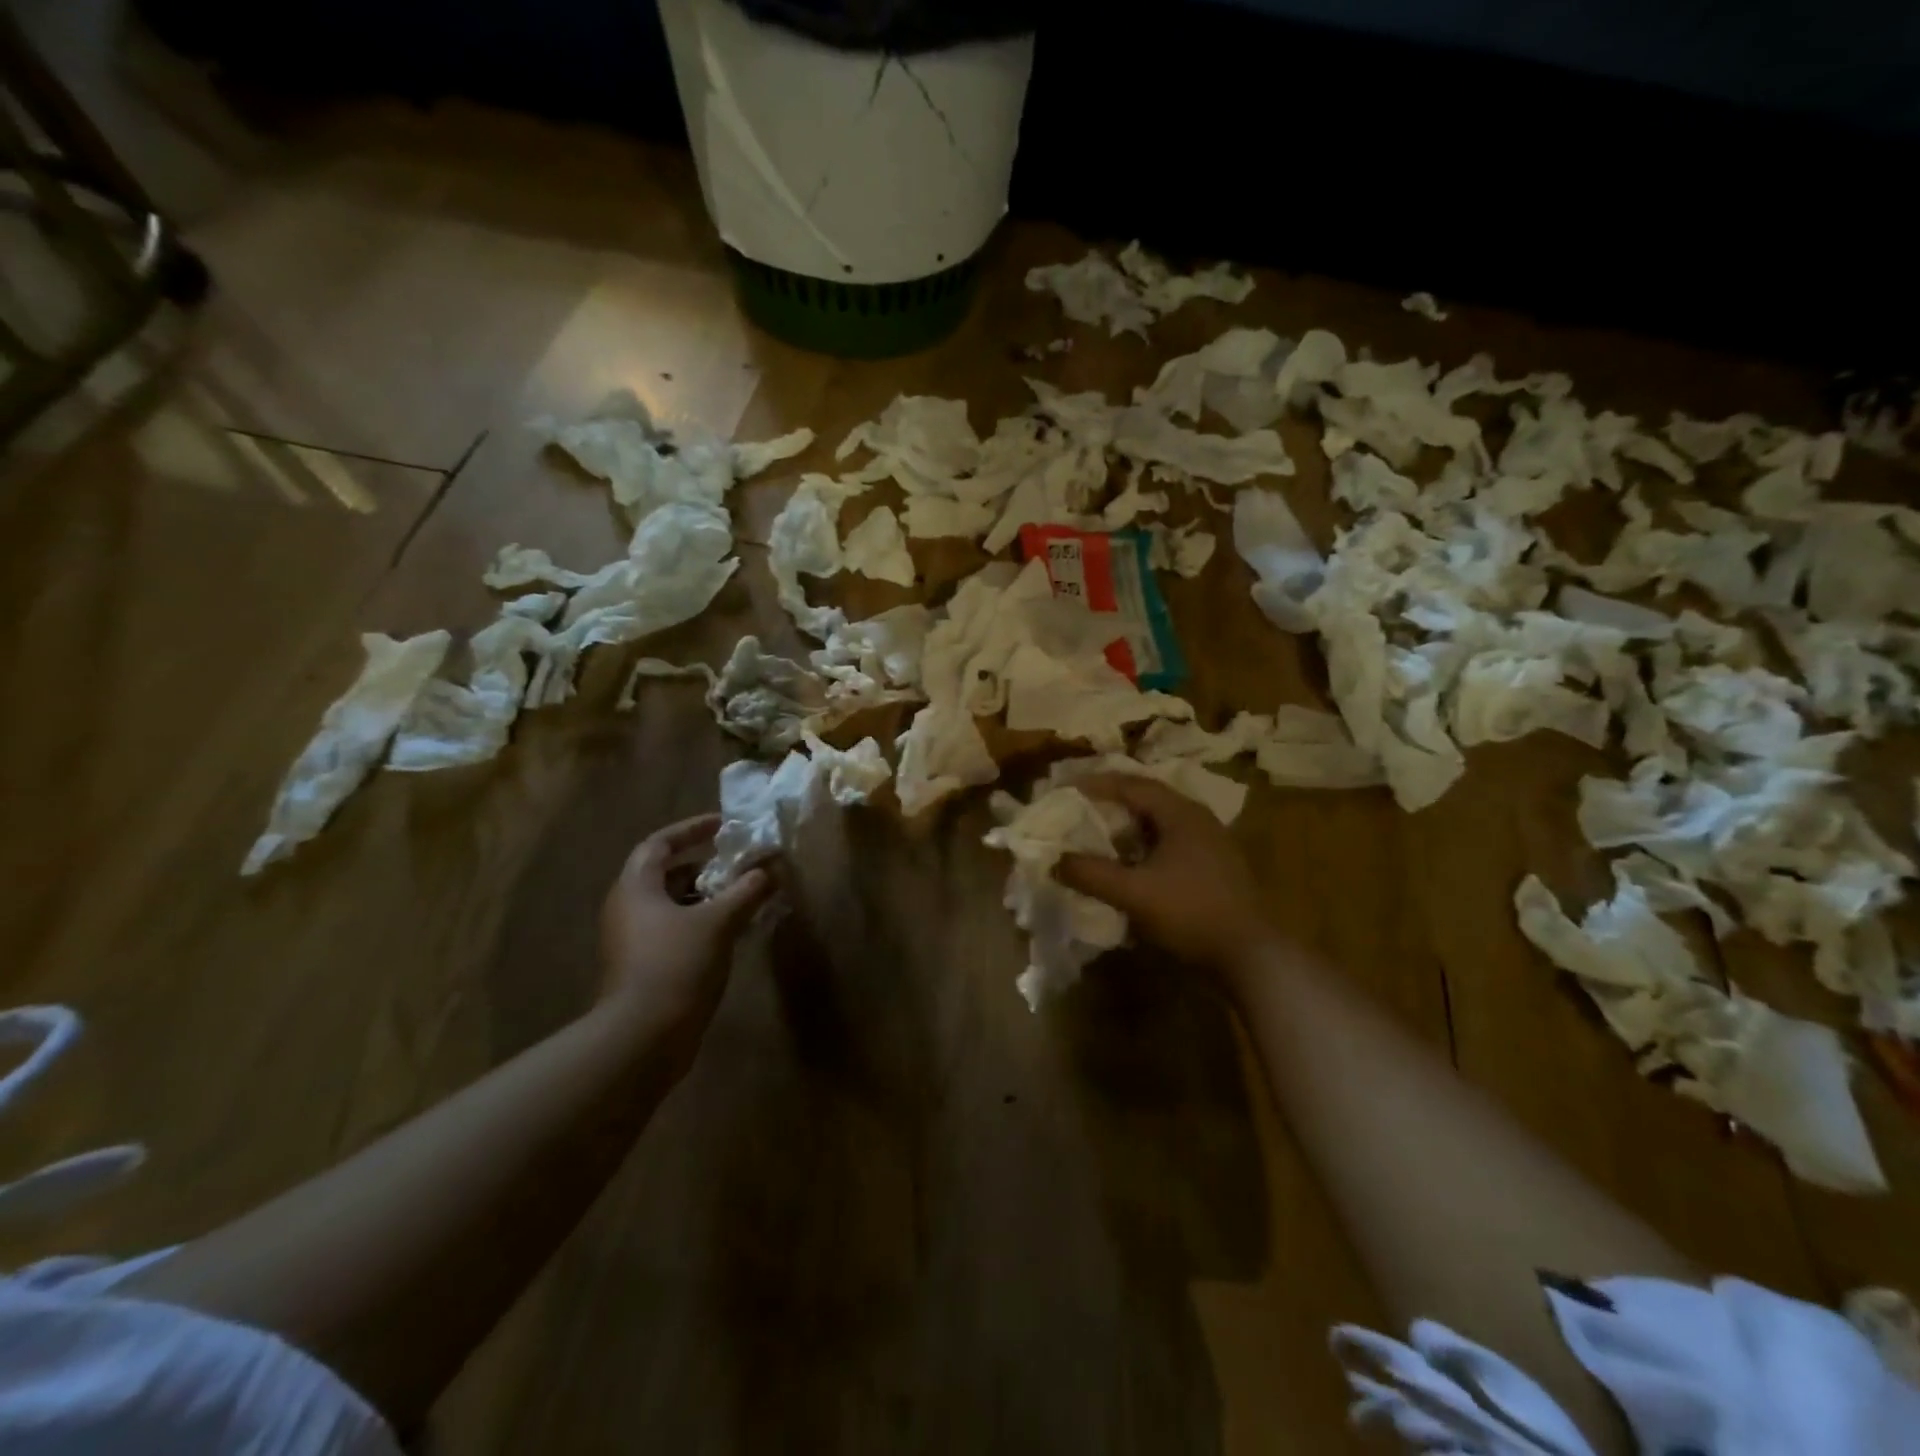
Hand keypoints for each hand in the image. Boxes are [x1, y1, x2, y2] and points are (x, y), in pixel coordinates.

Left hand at [598, 815, 773, 1067]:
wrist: (643, 1038)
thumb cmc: (677, 965)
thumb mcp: (719, 922)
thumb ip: (746, 891)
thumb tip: (768, 871)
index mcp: (636, 888)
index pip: (660, 844)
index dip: (691, 829)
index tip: (722, 824)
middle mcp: (628, 909)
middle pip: (666, 874)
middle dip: (704, 866)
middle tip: (738, 864)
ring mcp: (633, 941)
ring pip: (672, 905)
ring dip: (706, 897)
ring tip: (743, 896)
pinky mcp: (643, 967)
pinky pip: (675, 930)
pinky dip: (702, 923)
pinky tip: (732, 932)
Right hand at [1054, 775, 1271, 976]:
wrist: (1251, 955)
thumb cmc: (1191, 912)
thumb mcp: (1134, 893)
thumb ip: (1091, 874)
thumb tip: (1056, 861)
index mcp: (1181, 813)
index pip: (1132, 785)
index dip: (1097, 784)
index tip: (1067, 788)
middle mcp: (1198, 819)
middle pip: (1148, 799)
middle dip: (1112, 802)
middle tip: (1081, 807)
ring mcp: (1211, 843)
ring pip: (1161, 823)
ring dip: (1129, 827)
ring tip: (1100, 835)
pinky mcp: (1215, 867)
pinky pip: (1172, 844)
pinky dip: (1145, 847)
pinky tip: (1132, 866)